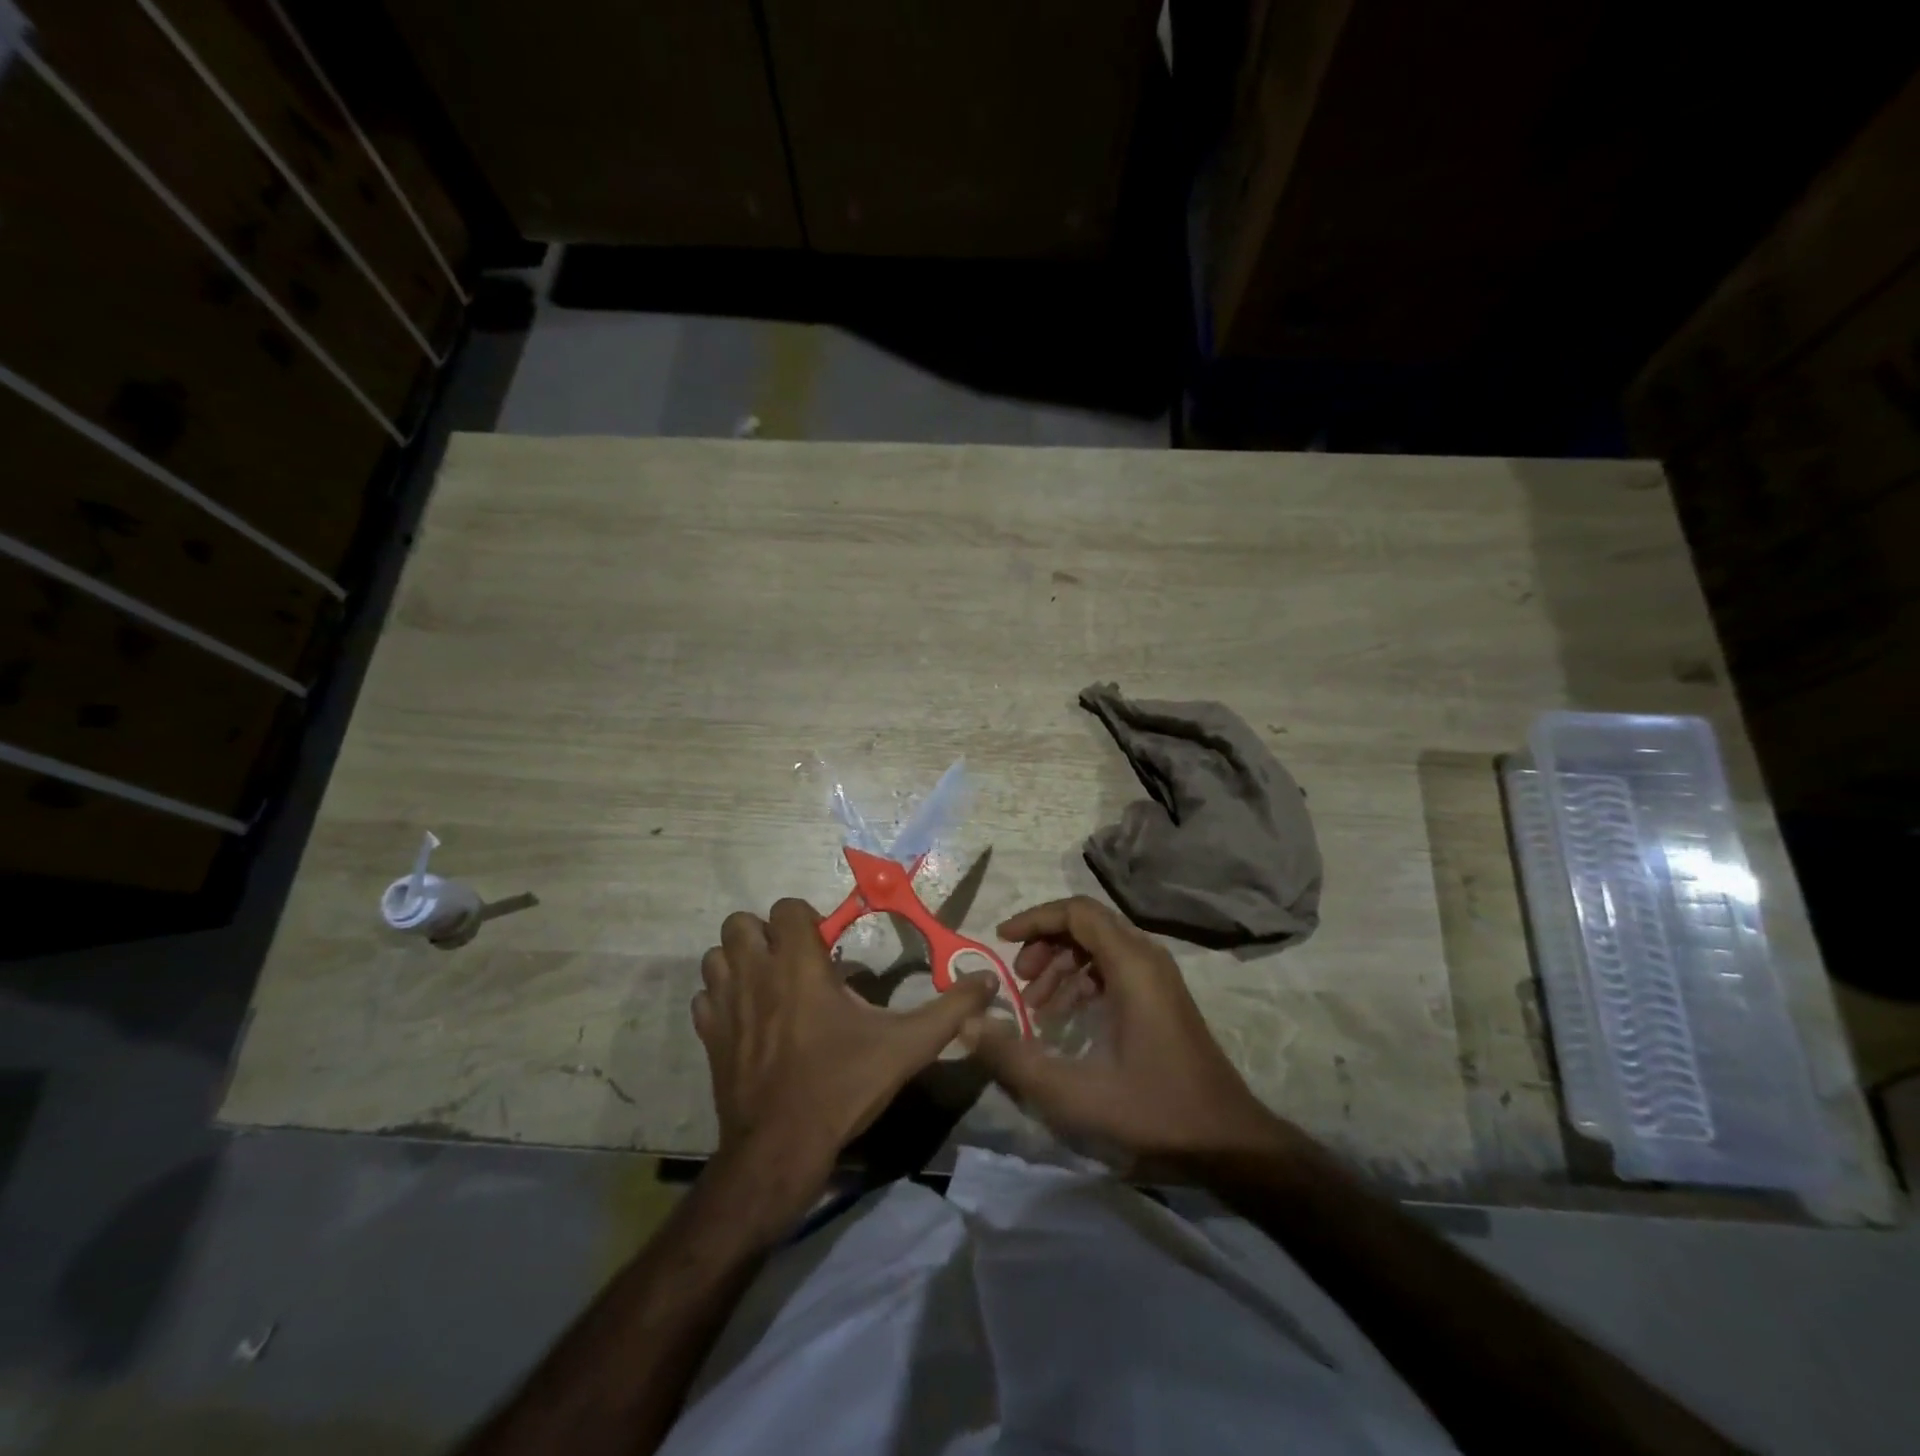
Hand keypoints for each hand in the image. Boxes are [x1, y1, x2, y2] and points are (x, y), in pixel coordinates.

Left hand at [694, 898, 998, 1218]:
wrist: (779, 1150)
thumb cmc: (842, 1087)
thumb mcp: (906, 1047)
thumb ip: (949, 1010)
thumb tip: (988, 982)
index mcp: (799, 965)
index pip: (786, 908)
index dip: (806, 919)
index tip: (827, 947)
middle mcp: (756, 974)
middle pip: (741, 923)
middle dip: (766, 934)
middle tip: (795, 961)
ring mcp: (725, 1006)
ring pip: (716, 956)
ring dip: (739, 961)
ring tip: (769, 985)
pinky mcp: (709, 1038)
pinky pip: (705, 999)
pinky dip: (721, 999)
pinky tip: (747, 1020)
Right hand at [961, 896, 1284, 1163]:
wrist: (1228, 1140)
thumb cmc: (1154, 1110)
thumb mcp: (1075, 1092)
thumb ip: (1015, 1058)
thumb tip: (968, 1024)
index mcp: (1131, 965)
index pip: (1076, 912)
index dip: (1035, 919)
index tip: (1001, 942)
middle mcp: (1147, 958)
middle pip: (1086, 924)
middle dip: (1045, 944)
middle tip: (1019, 983)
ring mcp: (1158, 977)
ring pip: (1099, 946)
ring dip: (1062, 965)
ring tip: (1036, 1008)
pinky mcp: (1161, 997)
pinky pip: (1113, 968)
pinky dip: (1082, 982)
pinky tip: (1065, 1020)